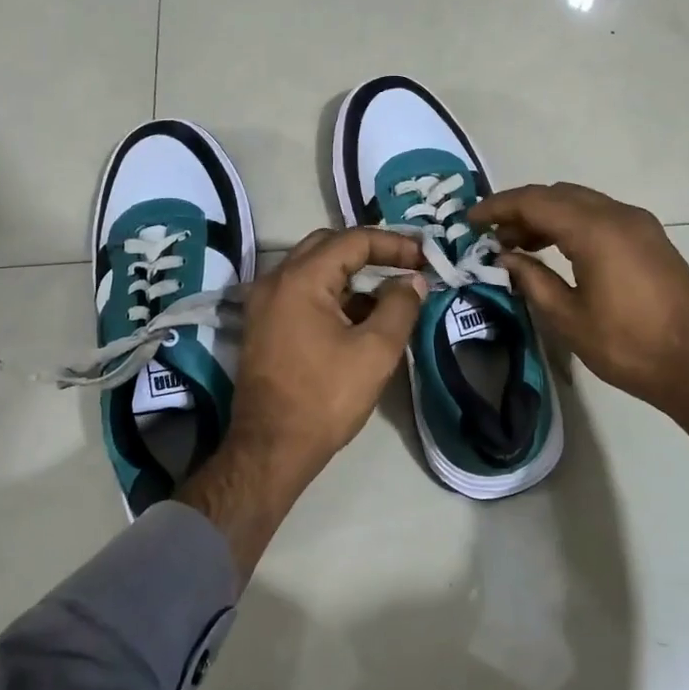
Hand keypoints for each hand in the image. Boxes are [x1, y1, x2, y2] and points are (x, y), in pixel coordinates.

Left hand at [183, 228, 425, 571]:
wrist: (271, 449)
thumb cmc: (325, 397)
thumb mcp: (376, 351)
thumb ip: (400, 306)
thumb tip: (412, 281)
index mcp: (300, 279)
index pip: (353, 240)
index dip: (394, 244)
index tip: (425, 257)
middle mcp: (275, 280)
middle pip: (328, 246)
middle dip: (370, 251)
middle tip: (406, 265)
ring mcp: (264, 304)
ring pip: (314, 269)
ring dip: (352, 274)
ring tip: (390, 292)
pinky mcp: (263, 326)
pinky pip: (302, 293)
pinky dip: (333, 294)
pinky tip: (360, 317)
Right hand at [470, 183, 688, 479]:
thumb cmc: (628, 347)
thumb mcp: (569, 318)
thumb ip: (532, 280)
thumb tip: (504, 257)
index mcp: (596, 231)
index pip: (535, 201)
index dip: (497, 207)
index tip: (469, 219)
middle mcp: (619, 215)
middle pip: (558, 195)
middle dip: (520, 209)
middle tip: (492, 236)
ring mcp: (640, 224)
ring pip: (581, 202)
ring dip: (546, 216)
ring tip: (518, 245)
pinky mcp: (651, 239)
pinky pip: (601, 216)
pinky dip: (572, 224)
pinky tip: (556, 251)